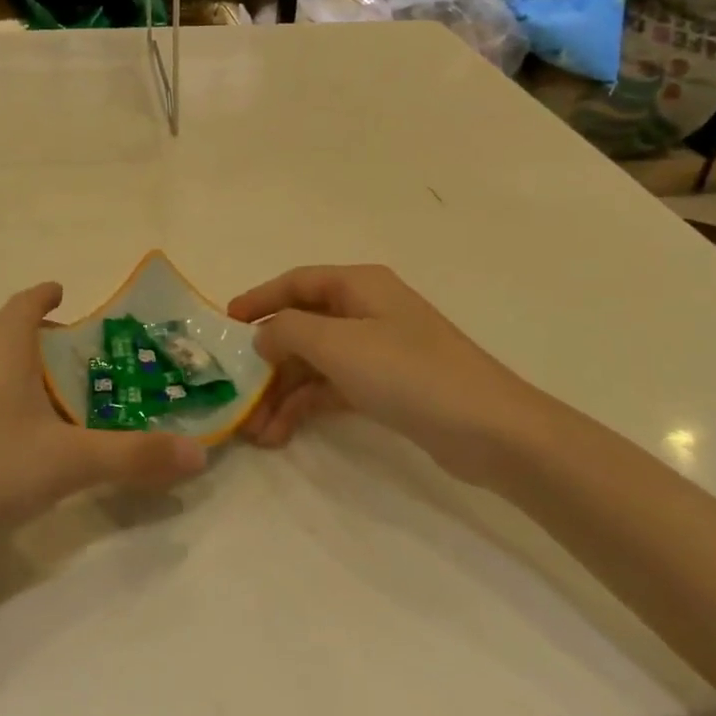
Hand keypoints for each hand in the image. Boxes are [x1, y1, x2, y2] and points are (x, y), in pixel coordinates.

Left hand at [0, 284, 207, 550]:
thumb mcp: (70, 463)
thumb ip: (136, 456)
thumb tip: (199, 455)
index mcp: (0, 344)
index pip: (27, 301)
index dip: (48, 294)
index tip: (70, 296)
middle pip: (10, 330)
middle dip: (45, 339)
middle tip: (85, 361)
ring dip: (21, 369)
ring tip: (57, 399)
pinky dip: (0, 396)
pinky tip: (16, 437)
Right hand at [229, 265, 549, 484]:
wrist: (491, 430)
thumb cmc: (409, 372)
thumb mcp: (338, 344)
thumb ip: (289, 331)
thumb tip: (263, 335)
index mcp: (359, 286)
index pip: (296, 282)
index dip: (259, 299)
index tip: (224, 324)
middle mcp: (366, 311)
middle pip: (303, 326)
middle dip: (268, 361)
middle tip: (236, 393)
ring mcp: (378, 350)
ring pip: (316, 362)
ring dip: (283, 392)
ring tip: (256, 431)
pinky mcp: (388, 387)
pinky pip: (334, 388)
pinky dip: (307, 406)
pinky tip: (282, 432)